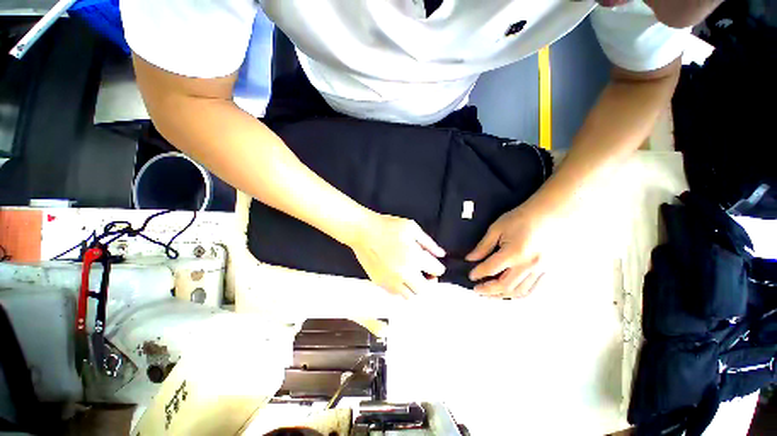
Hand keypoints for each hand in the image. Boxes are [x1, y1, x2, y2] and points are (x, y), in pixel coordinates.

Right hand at [351, 213, 445, 298]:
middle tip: (426, 272)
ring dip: (415, 287)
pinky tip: (399, 276)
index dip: (437, 266)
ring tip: (412, 276)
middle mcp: (405, 274)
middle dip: (430, 282)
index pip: (437, 271)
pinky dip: (401, 288)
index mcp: (415, 258)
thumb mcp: (412, 228)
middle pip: (425, 289)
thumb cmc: (388, 226)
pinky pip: (395, 293)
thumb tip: (441, 254)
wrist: (363, 231)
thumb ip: (428, 243)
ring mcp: (391, 281)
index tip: (433, 263)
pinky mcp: (379, 282)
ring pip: (410, 296)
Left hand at [466, 204, 556, 297]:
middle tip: (477, 290)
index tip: (471, 276)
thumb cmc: (522, 218)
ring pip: (519, 292)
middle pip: (504, 285)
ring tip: (490, 295)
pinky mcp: (549, 271)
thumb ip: (483, 246)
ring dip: (502, 296)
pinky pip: (533, 290)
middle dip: (487, 290)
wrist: (552, 213)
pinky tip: (510, 294)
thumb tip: (470, 258)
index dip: (478, 273)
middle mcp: (528, 265)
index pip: (490, 269)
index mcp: (514, 253)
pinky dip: (519, 295)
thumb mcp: (497, 228)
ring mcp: (541, 270)